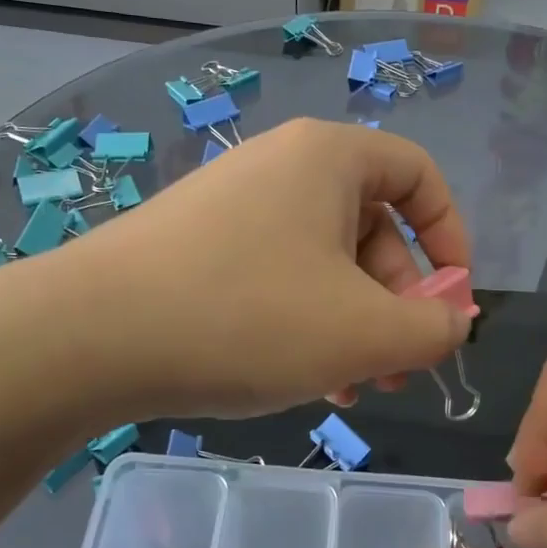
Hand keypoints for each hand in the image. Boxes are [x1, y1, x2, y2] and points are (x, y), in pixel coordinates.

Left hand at [72, 119, 473, 419]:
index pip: (419, 176)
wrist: (92, 337)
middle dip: (398, 303)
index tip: (451, 303)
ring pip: (323, 263)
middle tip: (398, 369)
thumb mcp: (364, 333)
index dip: (451, 238)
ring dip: (353, 325)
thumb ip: (431, 328)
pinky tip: (304, 380)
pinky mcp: (197, 249)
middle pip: (372, 228)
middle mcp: (280, 167)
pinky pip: (276, 279)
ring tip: (355, 388)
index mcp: (328, 159)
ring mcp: (233, 207)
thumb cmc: (249, 319)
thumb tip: (454, 320)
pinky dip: (304, 324)